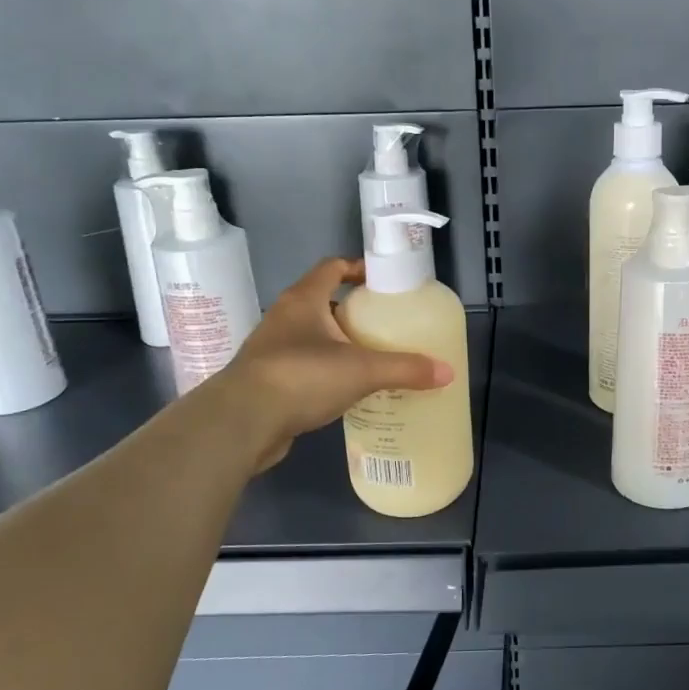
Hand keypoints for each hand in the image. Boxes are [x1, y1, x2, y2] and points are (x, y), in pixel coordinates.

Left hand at [194, 258, 452, 471]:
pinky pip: (303, 367)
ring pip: (312, 336)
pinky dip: (325, 372)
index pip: (332, 267)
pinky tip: (346, 390)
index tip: (382, 281)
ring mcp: (272, 349)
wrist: (241, 422)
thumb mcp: (362, 370)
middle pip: (323, 302)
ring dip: (338, 343)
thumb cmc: (301, 377)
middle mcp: (284, 317)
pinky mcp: (267, 380)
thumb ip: (405, 369)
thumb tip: (447, 372)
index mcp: (304, 299)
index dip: (357, 268)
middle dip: (353, 312)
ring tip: (371, 358)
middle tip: (385, 325)